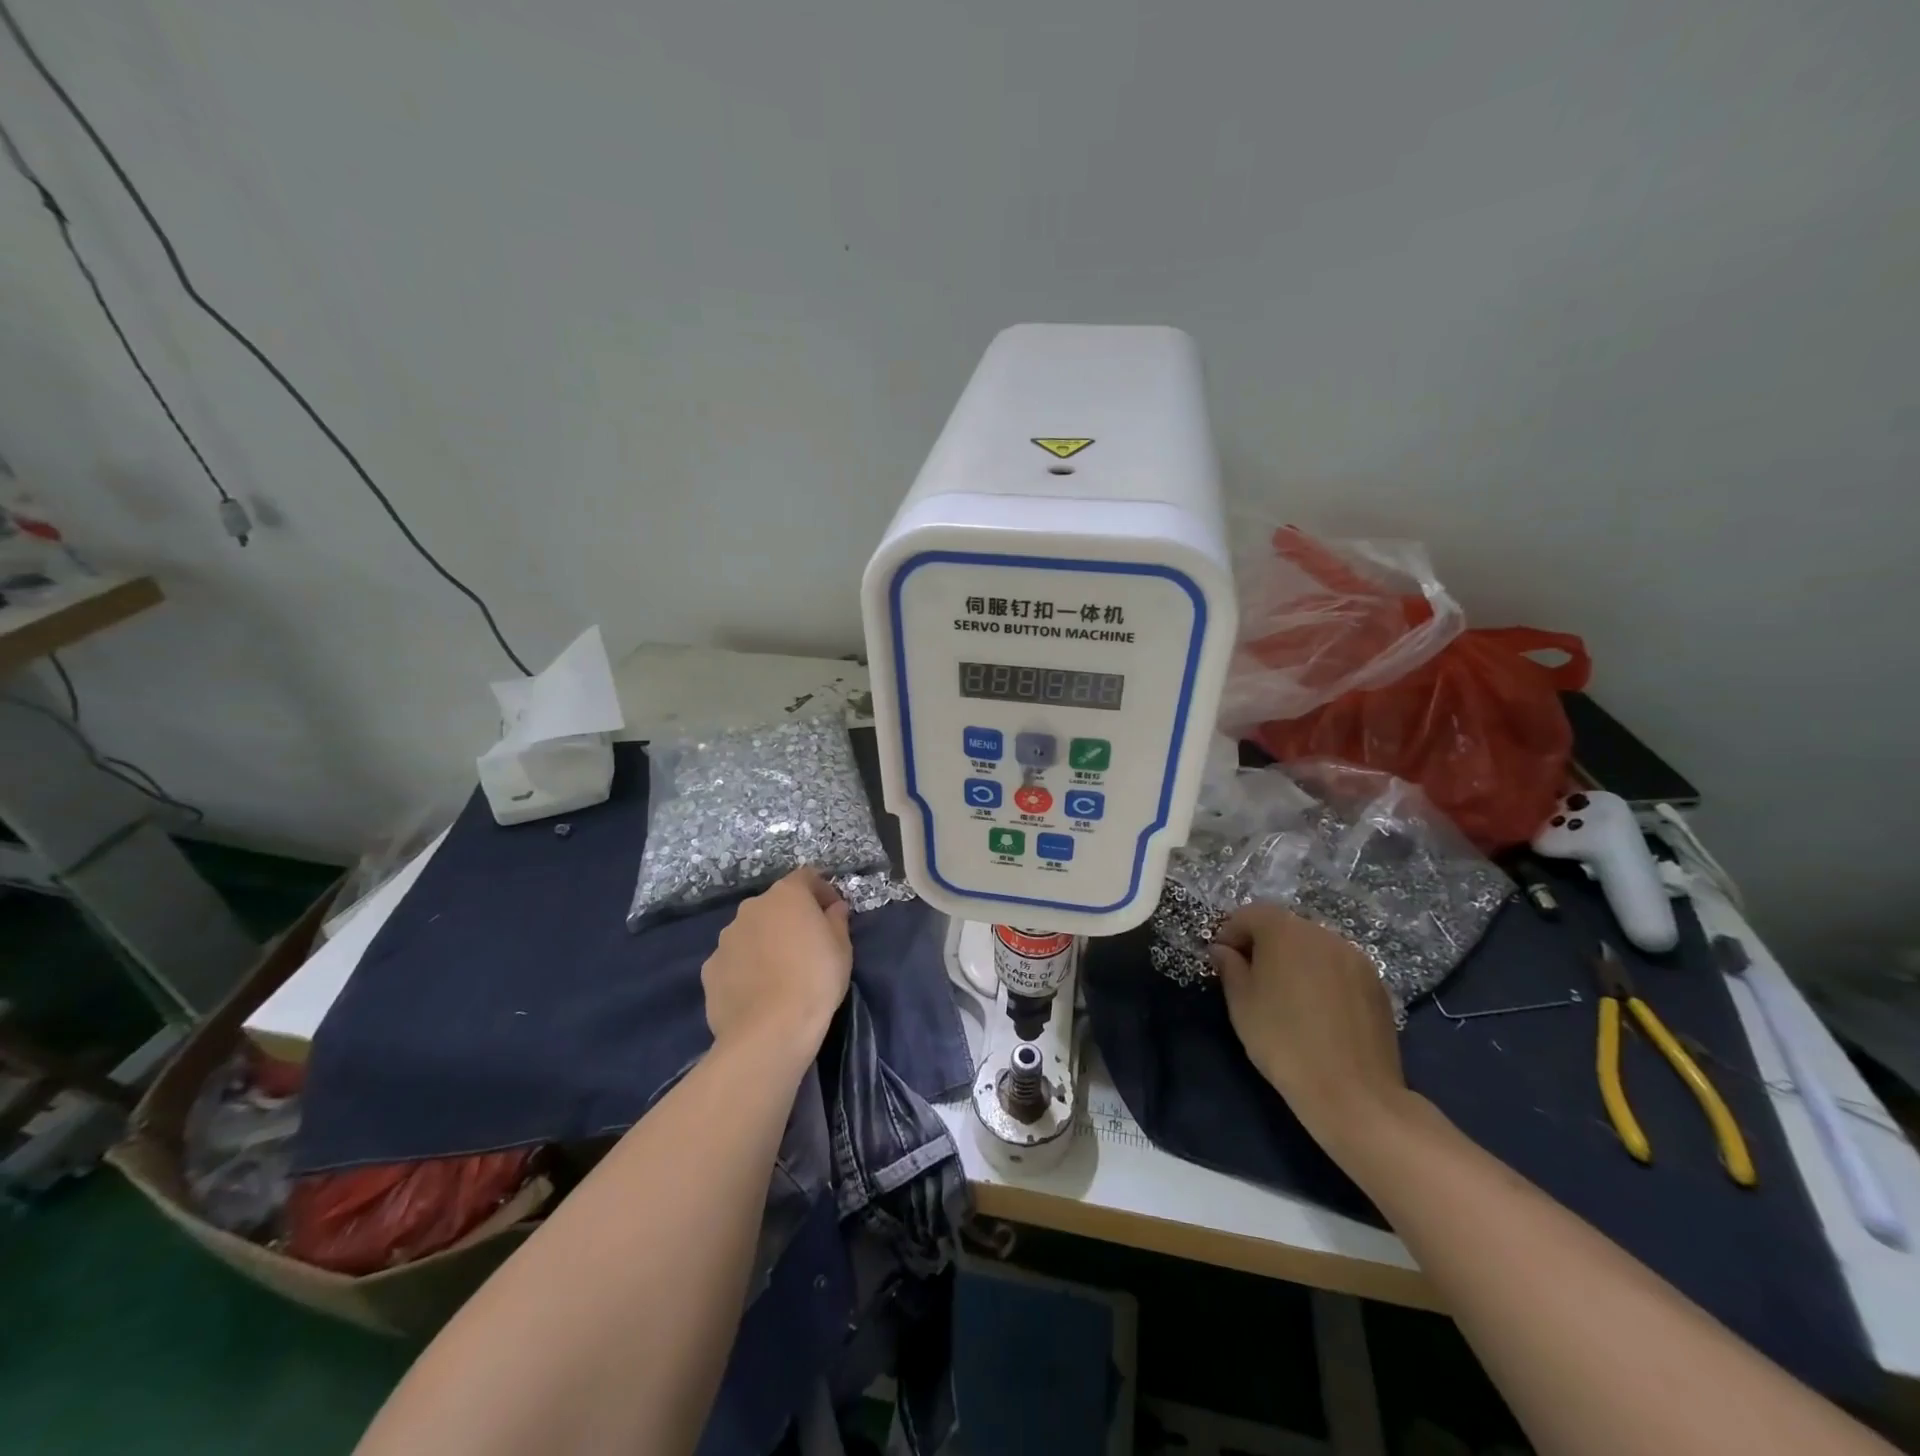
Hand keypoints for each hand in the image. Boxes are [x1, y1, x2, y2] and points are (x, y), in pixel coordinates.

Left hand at [702, 868, 852, 1067]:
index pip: (806, 877)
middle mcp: (751, 908)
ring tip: (779, 972)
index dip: (822, 891)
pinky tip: (757, 991)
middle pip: (775, 904)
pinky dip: (745, 967)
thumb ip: (837, 920)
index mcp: (786, 895)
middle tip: (807, 944)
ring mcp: (726, 938)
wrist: (770, 1031)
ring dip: (765, 941)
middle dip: (790, 918)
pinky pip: (733, 960)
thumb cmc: (815, 980)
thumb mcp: (842, 948)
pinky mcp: (710, 969)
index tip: (833, 912)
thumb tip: (834, 908)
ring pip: (751, 931)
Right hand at [1209, 904, 1409, 1156]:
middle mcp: (1323, 934)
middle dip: (1263, 944)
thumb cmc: (1282, 1040)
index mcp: (1285, 931)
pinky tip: (1317, 1010)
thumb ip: (1229, 967)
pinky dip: (1321, 977)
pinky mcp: (1377, 984)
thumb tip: (1223, 950)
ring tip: (1285, 995)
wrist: (1352, 1092)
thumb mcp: (1241, 1002)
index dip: (1230, 933)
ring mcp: (1355, 958)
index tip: (1221, 961)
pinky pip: (1338, 968)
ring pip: (1313, 946)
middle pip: (1284, 926)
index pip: (1249, 914)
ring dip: (1294, 960)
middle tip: (1250, 977)